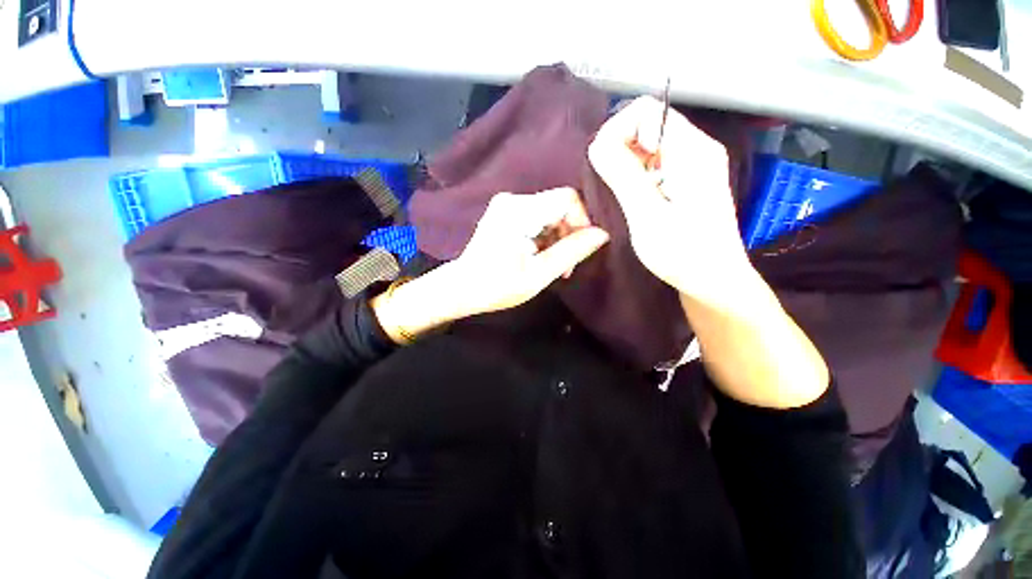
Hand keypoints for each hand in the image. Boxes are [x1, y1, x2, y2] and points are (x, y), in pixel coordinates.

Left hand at [372, 188, 608, 342]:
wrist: (461, 288)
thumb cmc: (496, 286)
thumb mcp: (538, 275)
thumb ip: (571, 252)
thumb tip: (602, 235)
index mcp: (518, 211)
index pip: (567, 198)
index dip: (582, 221)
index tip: (581, 249)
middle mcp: (512, 200)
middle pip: (559, 205)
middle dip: (569, 234)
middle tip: (566, 265)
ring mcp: (507, 204)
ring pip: (550, 212)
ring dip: (558, 238)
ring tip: (554, 265)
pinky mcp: (506, 212)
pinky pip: (539, 217)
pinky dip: (546, 236)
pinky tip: (541, 256)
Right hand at [588, 96, 750, 305]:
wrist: (714, 281)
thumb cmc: (683, 253)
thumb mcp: (647, 215)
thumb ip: (623, 176)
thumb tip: (597, 144)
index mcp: (691, 150)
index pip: (645, 111)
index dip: (617, 131)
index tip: (603, 164)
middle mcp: (696, 148)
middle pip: (646, 124)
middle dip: (619, 148)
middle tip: (607, 183)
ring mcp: (693, 164)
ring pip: (648, 145)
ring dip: (625, 163)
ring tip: (619, 194)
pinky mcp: (688, 180)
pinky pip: (654, 163)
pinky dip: (635, 174)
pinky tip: (632, 198)